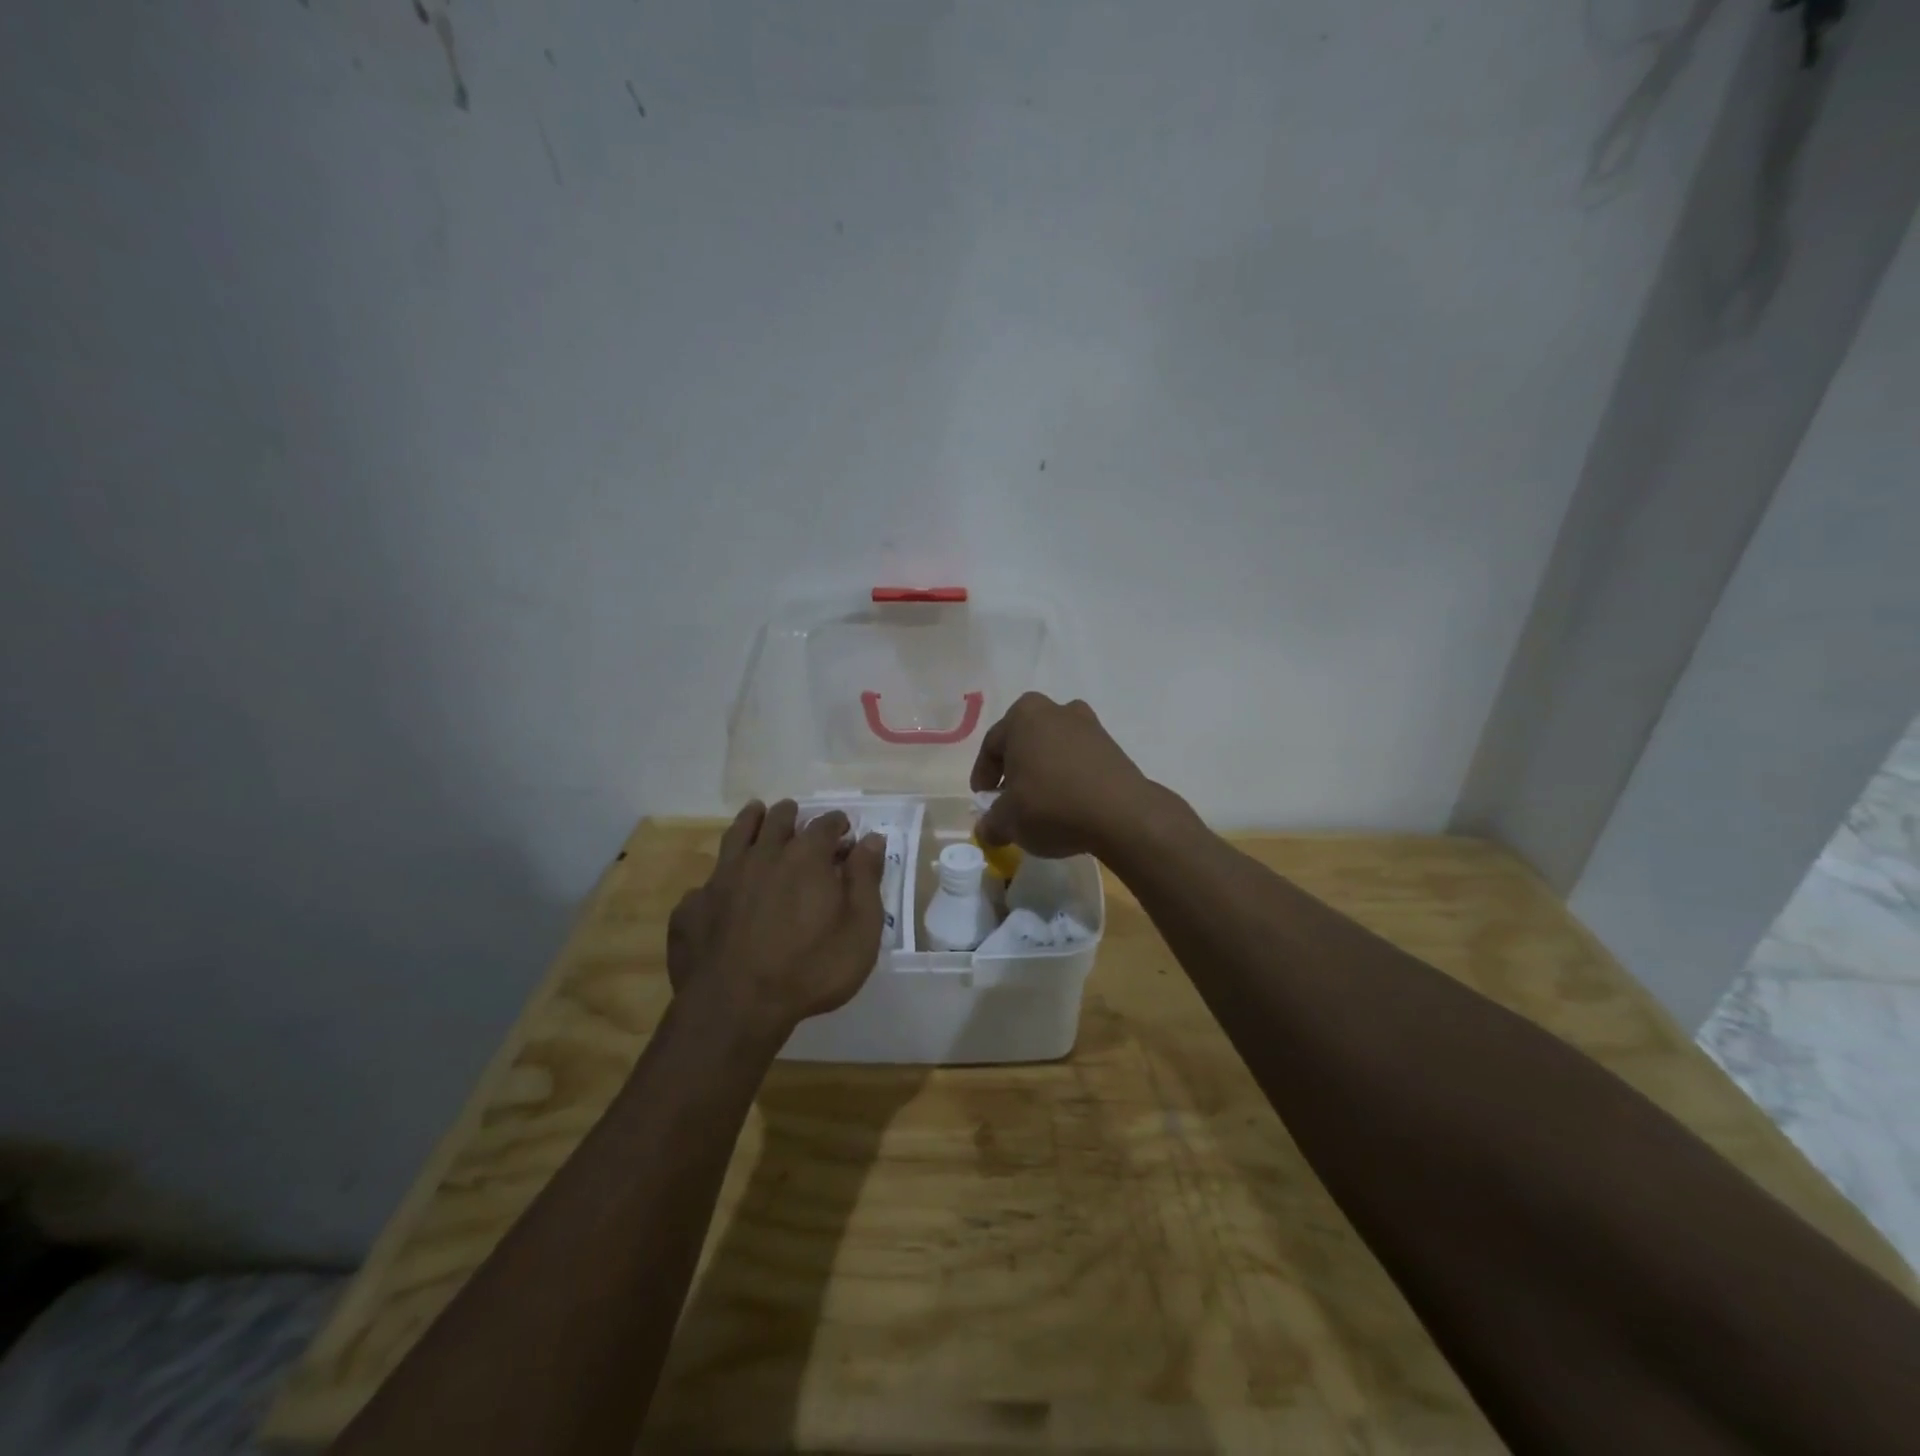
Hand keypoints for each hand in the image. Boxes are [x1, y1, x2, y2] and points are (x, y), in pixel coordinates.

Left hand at [666, 800, 886, 1044]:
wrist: (734, 1007)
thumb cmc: (810, 969)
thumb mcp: (860, 929)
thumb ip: (866, 880)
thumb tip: (872, 839)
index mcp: (805, 858)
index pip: (824, 825)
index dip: (836, 823)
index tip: (844, 828)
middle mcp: (762, 856)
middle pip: (777, 821)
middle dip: (790, 814)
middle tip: (795, 813)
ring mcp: (721, 879)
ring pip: (736, 836)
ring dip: (749, 822)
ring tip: (755, 813)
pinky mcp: (692, 907)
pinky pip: (706, 884)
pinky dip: (717, 880)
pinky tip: (719, 890)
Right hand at [969, 693, 1158, 858]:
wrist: (1121, 814)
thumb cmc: (1051, 805)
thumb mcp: (1009, 821)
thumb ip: (991, 823)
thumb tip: (987, 829)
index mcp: (1023, 715)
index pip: (992, 745)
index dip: (983, 775)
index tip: (983, 799)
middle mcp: (1056, 710)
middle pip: (1024, 742)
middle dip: (1015, 769)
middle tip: (1009, 798)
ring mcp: (1089, 725)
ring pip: (1053, 749)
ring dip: (1043, 772)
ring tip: (1040, 804)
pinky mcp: (1112, 747)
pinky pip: (1078, 760)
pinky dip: (1068, 777)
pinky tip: (1067, 804)